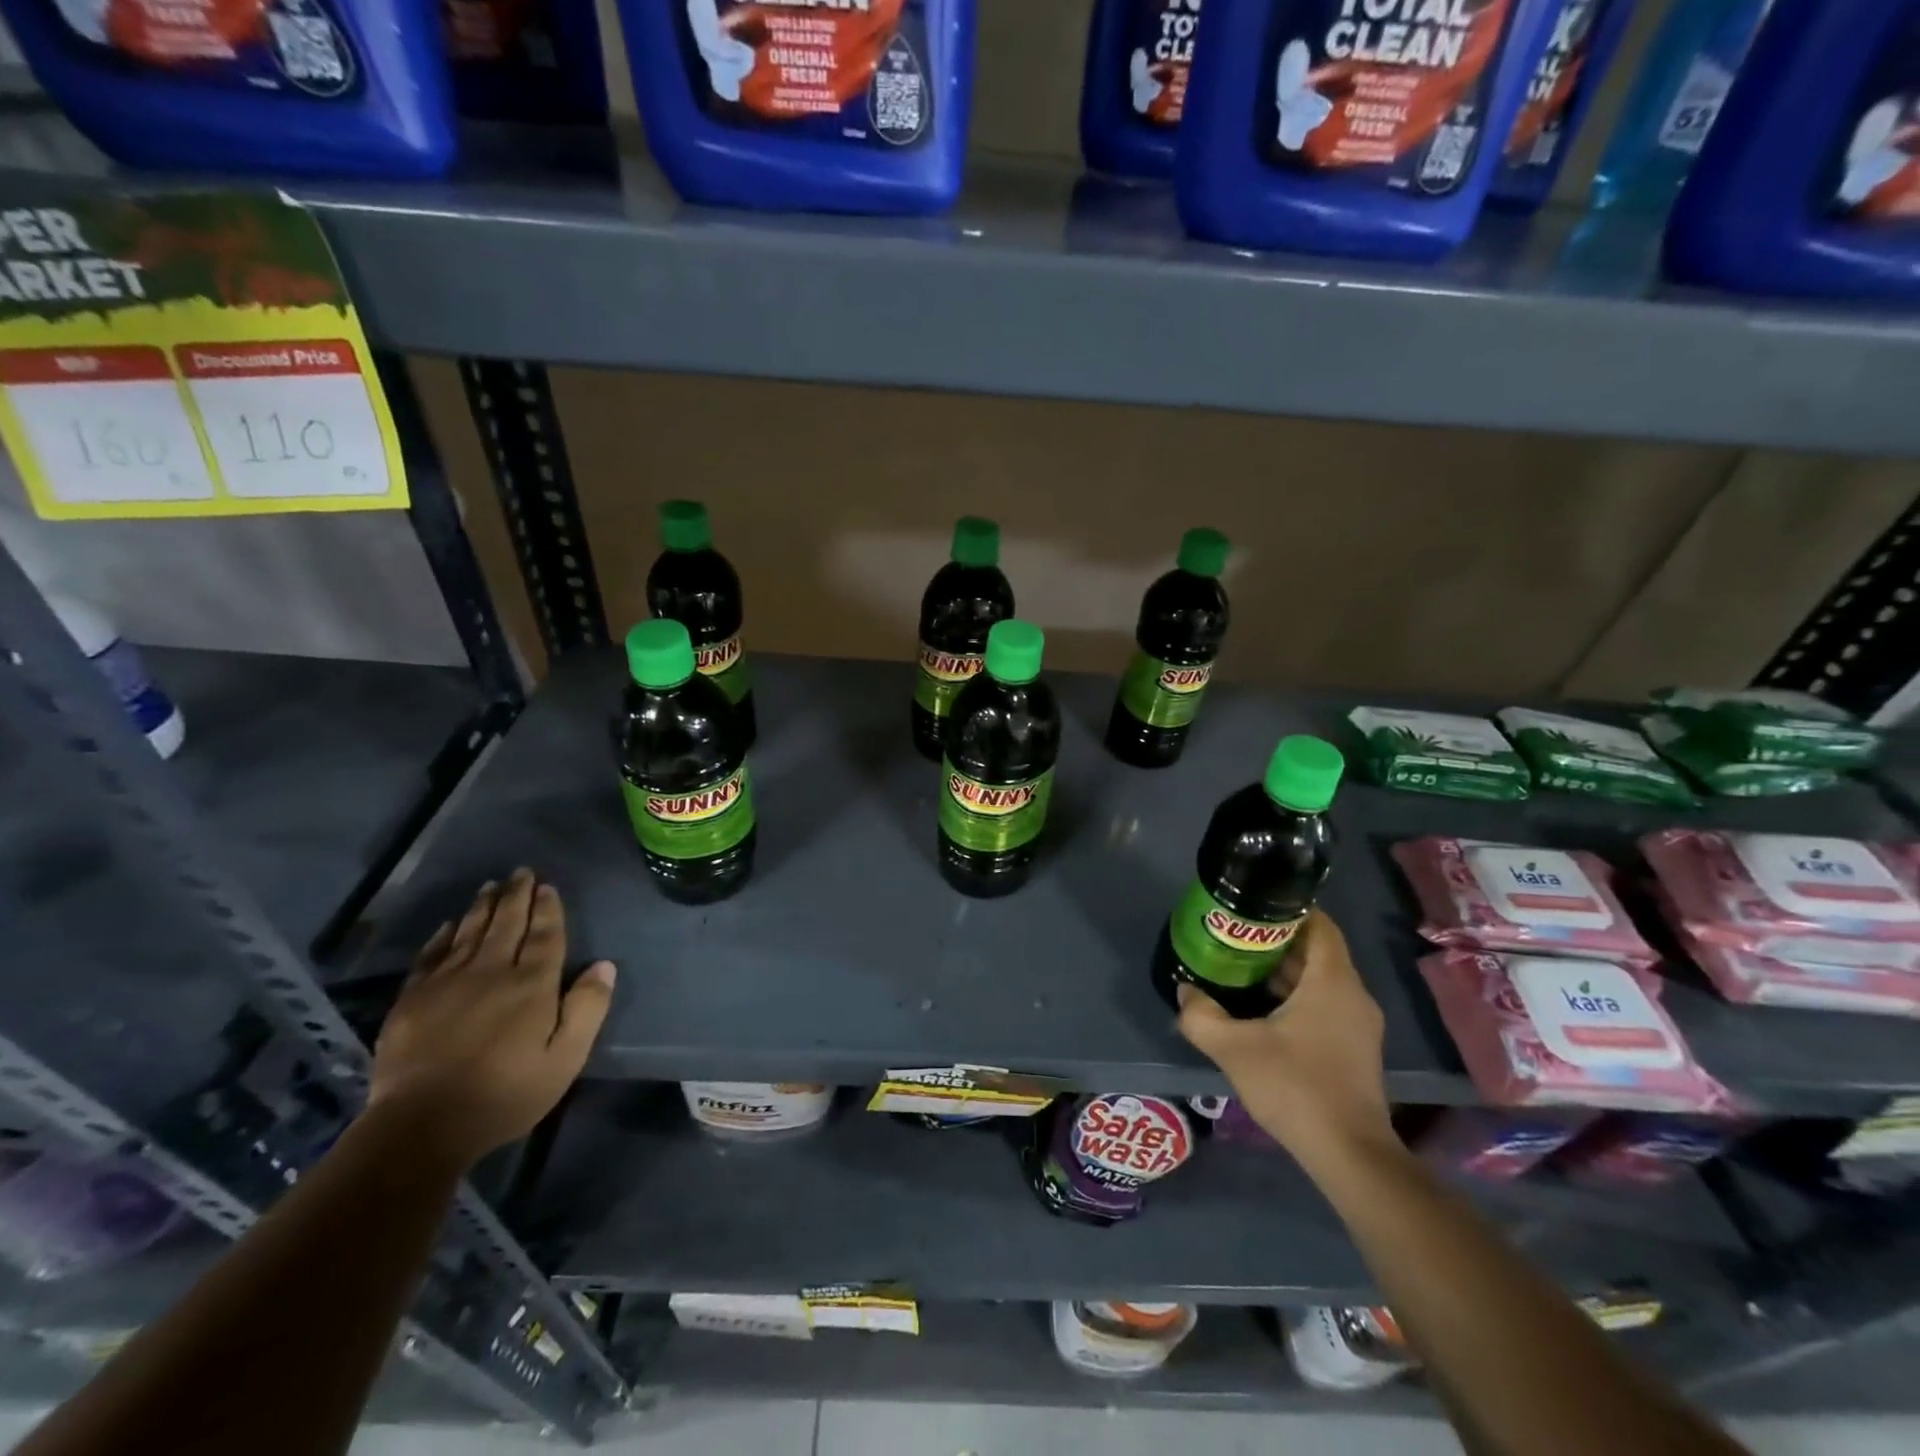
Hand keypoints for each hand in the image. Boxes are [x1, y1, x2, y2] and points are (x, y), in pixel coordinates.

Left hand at [368, 870, 615, 1166]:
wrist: (422, 1125)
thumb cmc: (506, 1093)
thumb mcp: (566, 1058)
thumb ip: (587, 1008)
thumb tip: (604, 965)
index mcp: (532, 984)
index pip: (545, 935)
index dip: (548, 909)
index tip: (547, 887)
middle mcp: (492, 972)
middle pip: (507, 924)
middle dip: (516, 896)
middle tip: (520, 872)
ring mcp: (448, 983)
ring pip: (470, 932)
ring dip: (483, 907)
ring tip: (490, 886)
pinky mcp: (413, 1000)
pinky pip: (431, 956)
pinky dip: (443, 936)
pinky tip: (449, 925)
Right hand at [1177, 910, 1393, 1171]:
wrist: (1349, 1154)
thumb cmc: (1295, 1087)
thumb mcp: (1234, 1048)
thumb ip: (1201, 1015)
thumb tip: (1185, 991)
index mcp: (1332, 981)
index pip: (1319, 924)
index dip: (1287, 909)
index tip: (1250, 908)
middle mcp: (1353, 994)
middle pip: (1316, 950)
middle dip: (1276, 941)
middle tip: (1233, 938)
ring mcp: (1358, 1024)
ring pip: (1320, 979)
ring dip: (1284, 971)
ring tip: (1239, 969)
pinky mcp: (1355, 1048)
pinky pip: (1324, 1004)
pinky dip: (1296, 997)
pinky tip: (1261, 1011)